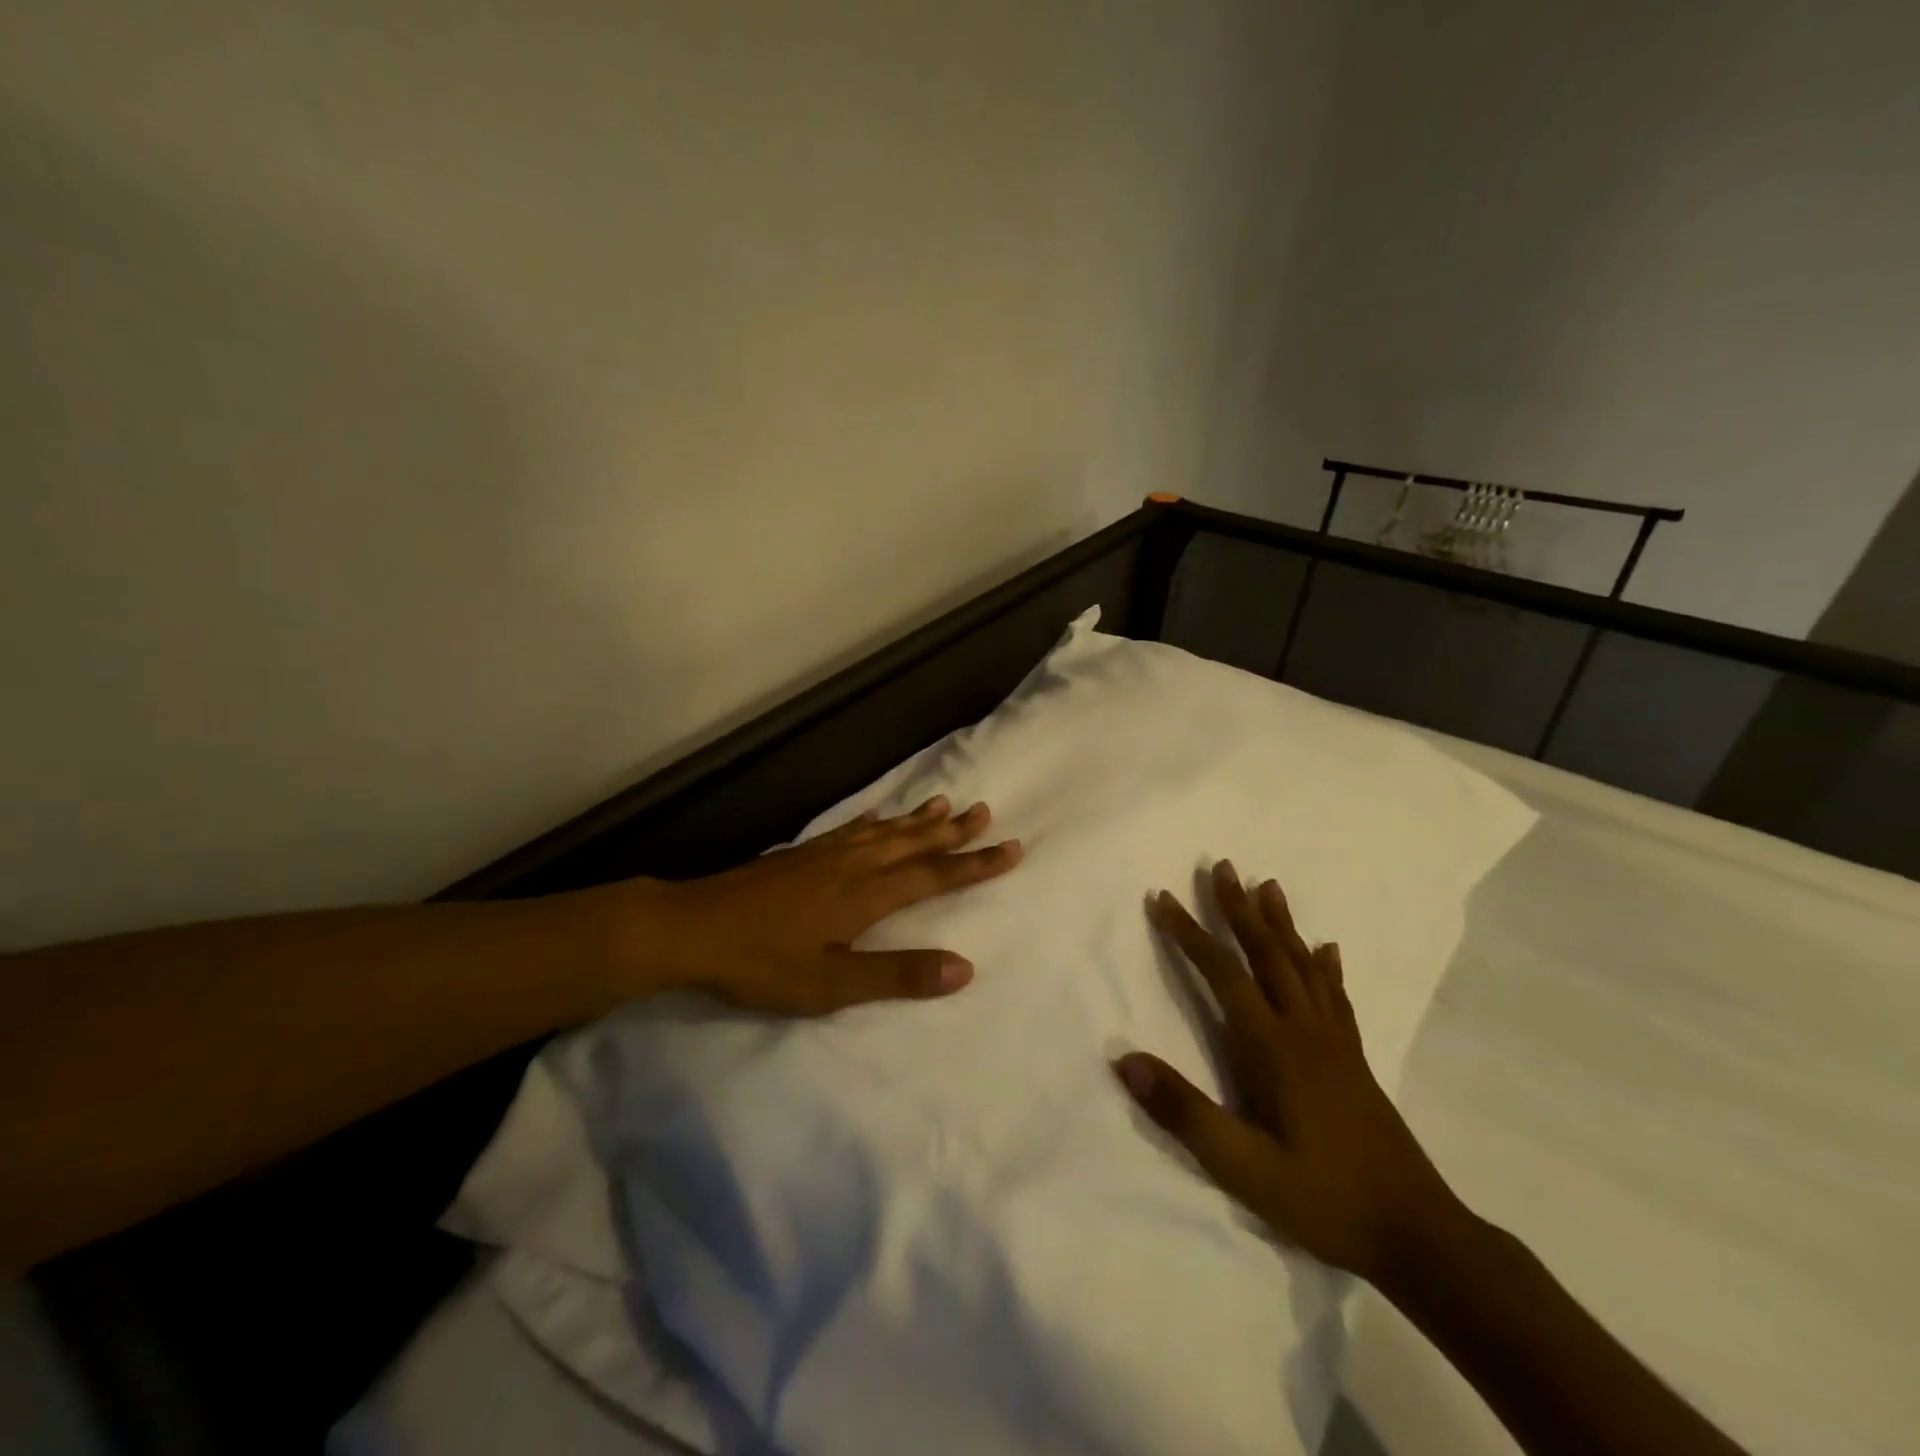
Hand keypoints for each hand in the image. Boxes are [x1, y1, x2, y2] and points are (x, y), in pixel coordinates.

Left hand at [585, 796, 1021, 1015]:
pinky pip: (850, 829)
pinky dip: (873, 821)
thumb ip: (898, 975)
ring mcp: (825, 856)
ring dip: (918, 820)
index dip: (974, 864)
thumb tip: (965, 968)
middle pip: (913, 844)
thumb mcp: (832, 984)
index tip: (1010, 848)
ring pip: (885, 831)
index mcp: (867, 895)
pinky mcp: (801, 855)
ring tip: (945, 804)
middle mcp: (853, 866)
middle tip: (986, 812)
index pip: (934, 876)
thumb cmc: (762, 962)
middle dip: (953, 832)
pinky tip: (876, 816)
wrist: (692, 927)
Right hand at [1114, 861, 1463, 1284]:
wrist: (1419, 1236)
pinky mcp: (1354, 1059)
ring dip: (1281, 922)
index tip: (1162, 898)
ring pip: (1303, 964)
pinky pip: (1335, 996)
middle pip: (1267, 953)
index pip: (1223, 973)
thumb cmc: (1323, 1199)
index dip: (1189, 934)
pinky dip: (1325, 965)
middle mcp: (1303, 1029)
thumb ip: (1184, 1112)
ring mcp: (1334, 1042)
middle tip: (1222, 865)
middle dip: (1239, 908)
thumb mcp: (1243, 1167)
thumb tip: (1124, 1059)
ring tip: (1269, 884)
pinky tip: (1327, 949)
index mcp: (1272, 1047)